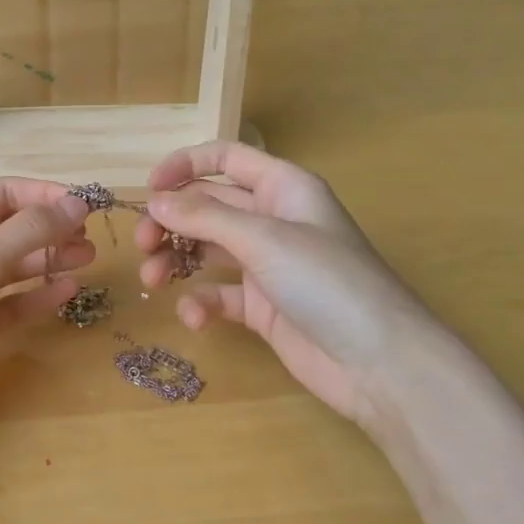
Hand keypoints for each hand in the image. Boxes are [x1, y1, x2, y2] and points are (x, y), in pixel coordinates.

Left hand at [0, 179, 93, 430]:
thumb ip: (31, 229)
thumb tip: (78, 203)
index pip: (2, 193)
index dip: (44, 197)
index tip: (86, 206)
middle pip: (10, 229)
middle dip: (50, 230)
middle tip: (91, 240)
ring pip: (11, 266)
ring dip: (47, 260)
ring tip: (88, 260)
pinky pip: (8, 303)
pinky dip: (35, 297)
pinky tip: (66, 292)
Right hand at [134, 142, 460, 428]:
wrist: (380, 364)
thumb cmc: (327, 282)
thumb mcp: (264, 239)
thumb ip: (204, 217)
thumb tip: (155, 201)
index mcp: (283, 188)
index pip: (226, 158)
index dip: (185, 166)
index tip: (149, 190)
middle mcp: (273, 220)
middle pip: (208, 205)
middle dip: (171, 221)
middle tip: (143, 244)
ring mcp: (267, 265)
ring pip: (206, 249)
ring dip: (175, 260)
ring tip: (153, 281)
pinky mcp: (262, 306)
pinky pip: (219, 294)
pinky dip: (201, 302)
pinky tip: (194, 316)